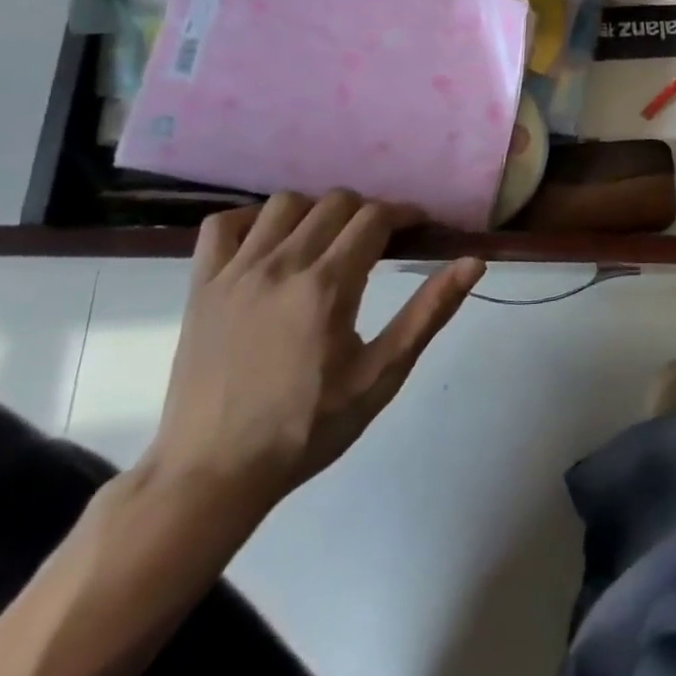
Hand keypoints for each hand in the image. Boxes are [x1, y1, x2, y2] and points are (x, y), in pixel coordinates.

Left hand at [139, 191, 484, 523]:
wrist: (214, 472)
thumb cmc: (308, 427)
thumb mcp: (381, 376)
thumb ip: (429, 312)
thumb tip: (474, 262)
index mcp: (328, 286)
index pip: (375, 218)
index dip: (404, 214)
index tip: (418, 229)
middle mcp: (281, 265)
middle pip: (335, 202)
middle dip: (368, 212)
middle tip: (379, 242)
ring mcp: (235, 272)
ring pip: (284, 204)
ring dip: (317, 211)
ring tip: (328, 241)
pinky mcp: (201, 286)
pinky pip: (222, 224)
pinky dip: (252, 219)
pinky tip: (270, 243)